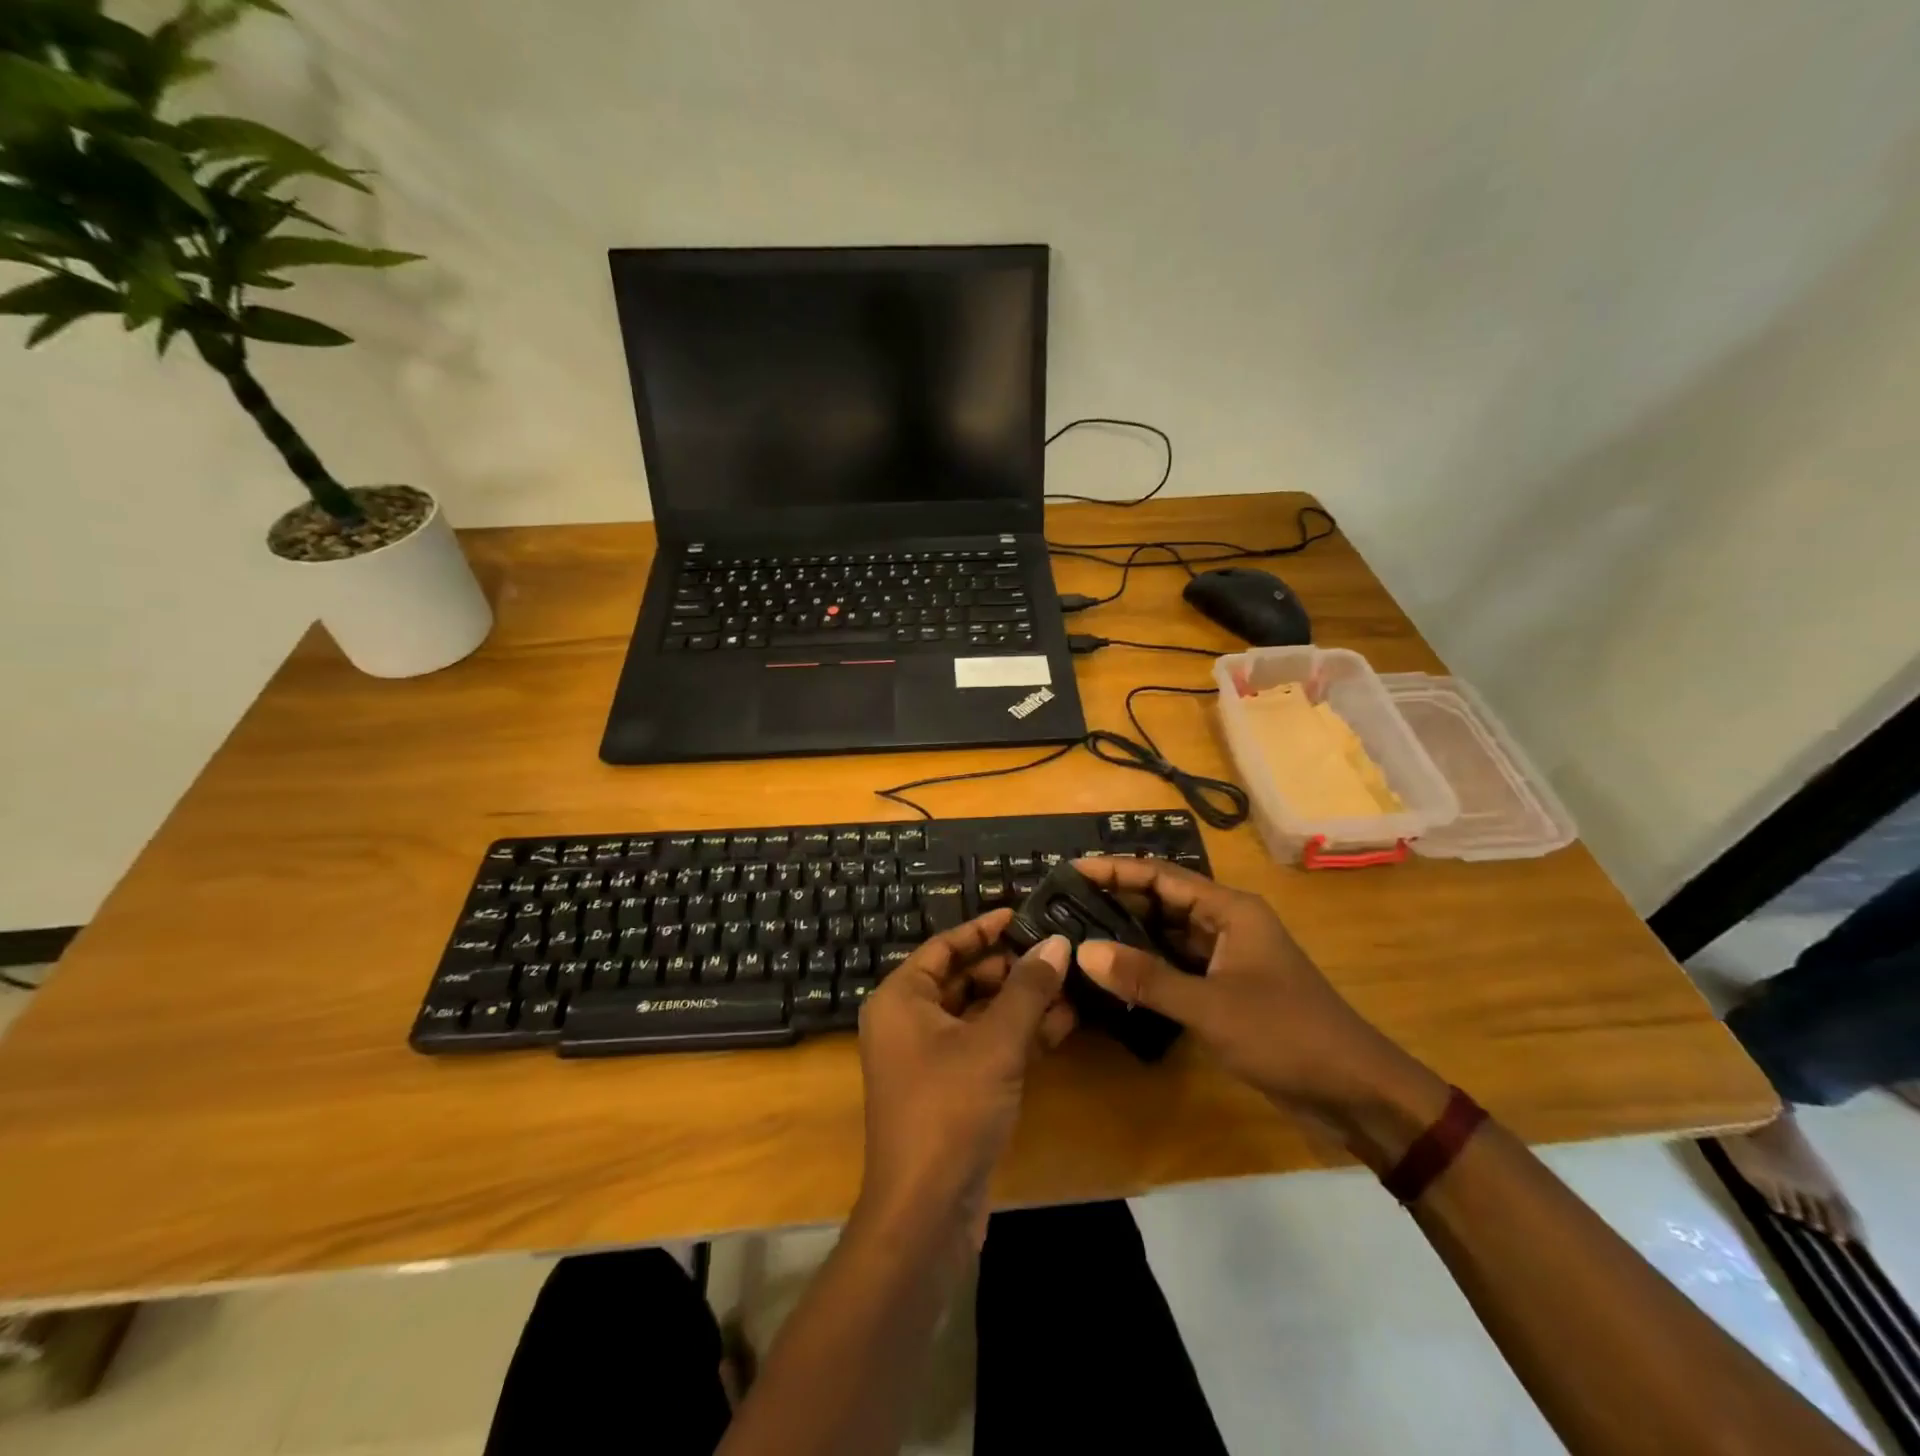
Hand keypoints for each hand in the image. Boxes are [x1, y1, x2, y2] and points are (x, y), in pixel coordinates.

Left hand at [854, 908, 1075, 1246]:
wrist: (925, 1213)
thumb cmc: (950, 1108)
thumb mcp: (996, 1042)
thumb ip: (1028, 988)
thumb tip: (1058, 942)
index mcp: (901, 998)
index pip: (944, 946)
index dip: (984, 929)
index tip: (1023, 914)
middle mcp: (907, 1022)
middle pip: (963, 978)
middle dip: (1011, 967)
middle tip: (1056, 951)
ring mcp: (927, 1059)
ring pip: (978, 1015)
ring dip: (1021, 1002)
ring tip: (1070, 985)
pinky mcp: (949, 1090)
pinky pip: (984, 1047)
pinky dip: (1017, 1036)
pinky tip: (1061, 1025)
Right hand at [1072, 858, 1447, 1161]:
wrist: (1355, 1091)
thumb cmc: (1286, 1034)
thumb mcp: (1210, 1006)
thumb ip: (1146, 978)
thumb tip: (1083, 951)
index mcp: (1231, 910)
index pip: (1162, 877)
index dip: (1116, 870)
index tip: (1070, 869)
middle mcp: (1228, 924)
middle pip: (1163, 901)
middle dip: (1118, 899)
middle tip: (1065, 902)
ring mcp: (1229, 957)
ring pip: (1169, 934)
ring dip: (1130, 933)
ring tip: (1079, 931)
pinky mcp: (1228, 988)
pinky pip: (1179, 965)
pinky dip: (1148, 965)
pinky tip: (1115, 973)